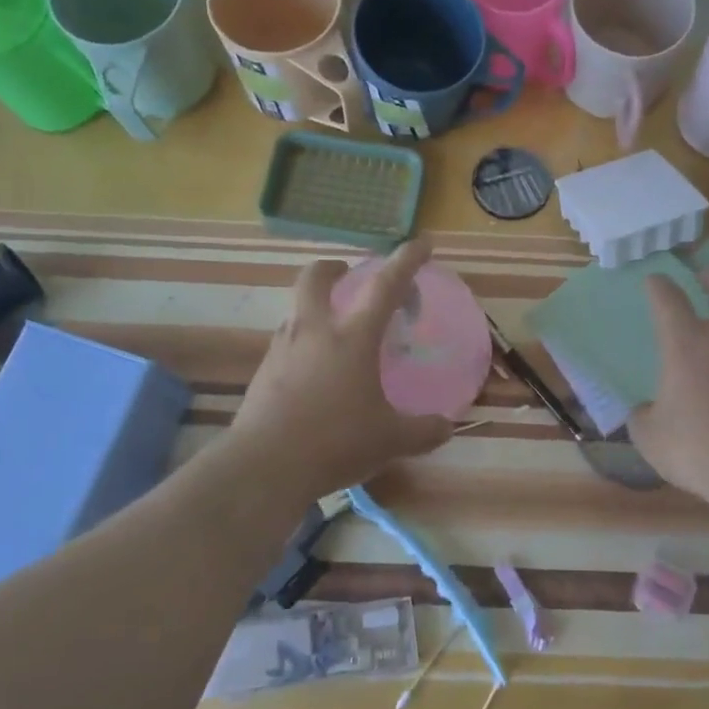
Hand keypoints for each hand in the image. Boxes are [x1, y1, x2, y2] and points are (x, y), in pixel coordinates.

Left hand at [226, 240, 455, 498]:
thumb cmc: (335, 442)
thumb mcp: (390, 440)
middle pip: (316, 278)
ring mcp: (282, 349)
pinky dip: (303, 344)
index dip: (407, 260)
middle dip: (333, 268)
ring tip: (336, 335)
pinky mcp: (262, 372)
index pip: (386, 286)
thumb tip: (447, 426)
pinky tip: (315, 374)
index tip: (422, 242)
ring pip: (297, 310)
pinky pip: (287, 343)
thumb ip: (423, 431)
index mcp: (352, 337)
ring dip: (316, 308)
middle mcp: (314, 331)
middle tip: (348, 276)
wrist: (264, 466)